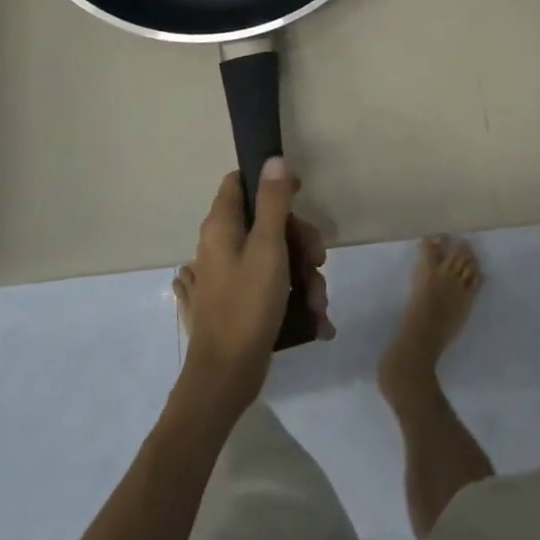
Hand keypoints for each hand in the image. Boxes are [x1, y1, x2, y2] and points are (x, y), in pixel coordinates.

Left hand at [177, 158, 331, 414]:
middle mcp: (222, 246)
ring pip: (278, 257)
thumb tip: (274, 159)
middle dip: (301, 241)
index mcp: (221, 227)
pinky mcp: (242, 303)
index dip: (270, 182)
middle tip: (318, 261)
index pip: (239, 182)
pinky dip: (295, 298)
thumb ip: (274, 202)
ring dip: (305, 276)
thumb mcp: (268, 248)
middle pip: (269, 222)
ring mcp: (232, 276)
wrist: (225, 380)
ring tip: (317, 303)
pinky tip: (315, 319)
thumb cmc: (246, 307)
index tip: (299, 194)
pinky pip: (275, 287)